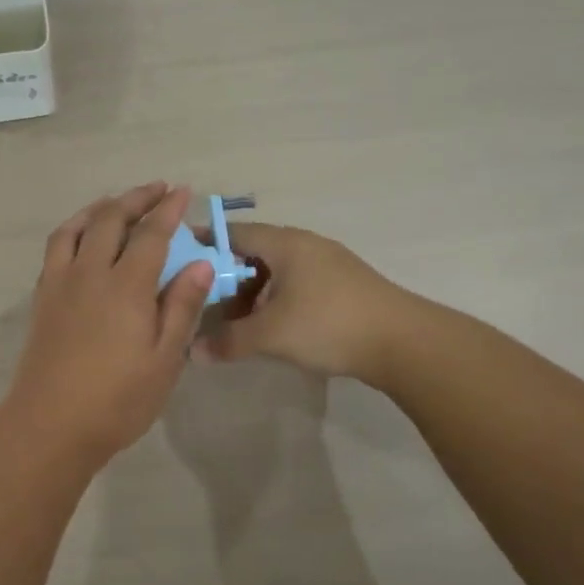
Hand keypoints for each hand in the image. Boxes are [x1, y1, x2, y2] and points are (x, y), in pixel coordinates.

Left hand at [3, 183, 212, 468]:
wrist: (50, 424)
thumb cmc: (117, 400)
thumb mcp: (164, 359)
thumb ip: (181, 307)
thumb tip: (200, 262)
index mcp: (126, 286)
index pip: (151, 234)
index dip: (168, 210)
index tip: (183, 191)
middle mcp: (89, 273)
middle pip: (111, 220)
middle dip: (135, 198)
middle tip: (156, 189)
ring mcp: (60, 283)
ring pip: (76, 227)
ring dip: (99, 208)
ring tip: (116, 203)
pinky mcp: (42, 298)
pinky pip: (56, 248)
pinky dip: (73, 230)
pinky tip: (82, 239)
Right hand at [194, 223, 406, 379]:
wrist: (403, 342)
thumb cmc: (328, 325)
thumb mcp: (270, 335)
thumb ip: (228, 341)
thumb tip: (192, 352)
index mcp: (285, 243)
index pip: (234, 232)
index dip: (205, 244)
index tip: (180, 262)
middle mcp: (305, 245)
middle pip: (253, 253)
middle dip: (226, 277)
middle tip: (203, 303)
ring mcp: (327, 264)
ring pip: (276, 271)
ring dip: (252, 293)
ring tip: (235, 321)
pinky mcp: (342, 285)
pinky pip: (295, 284)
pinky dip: (275, 300)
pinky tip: (270, 326)